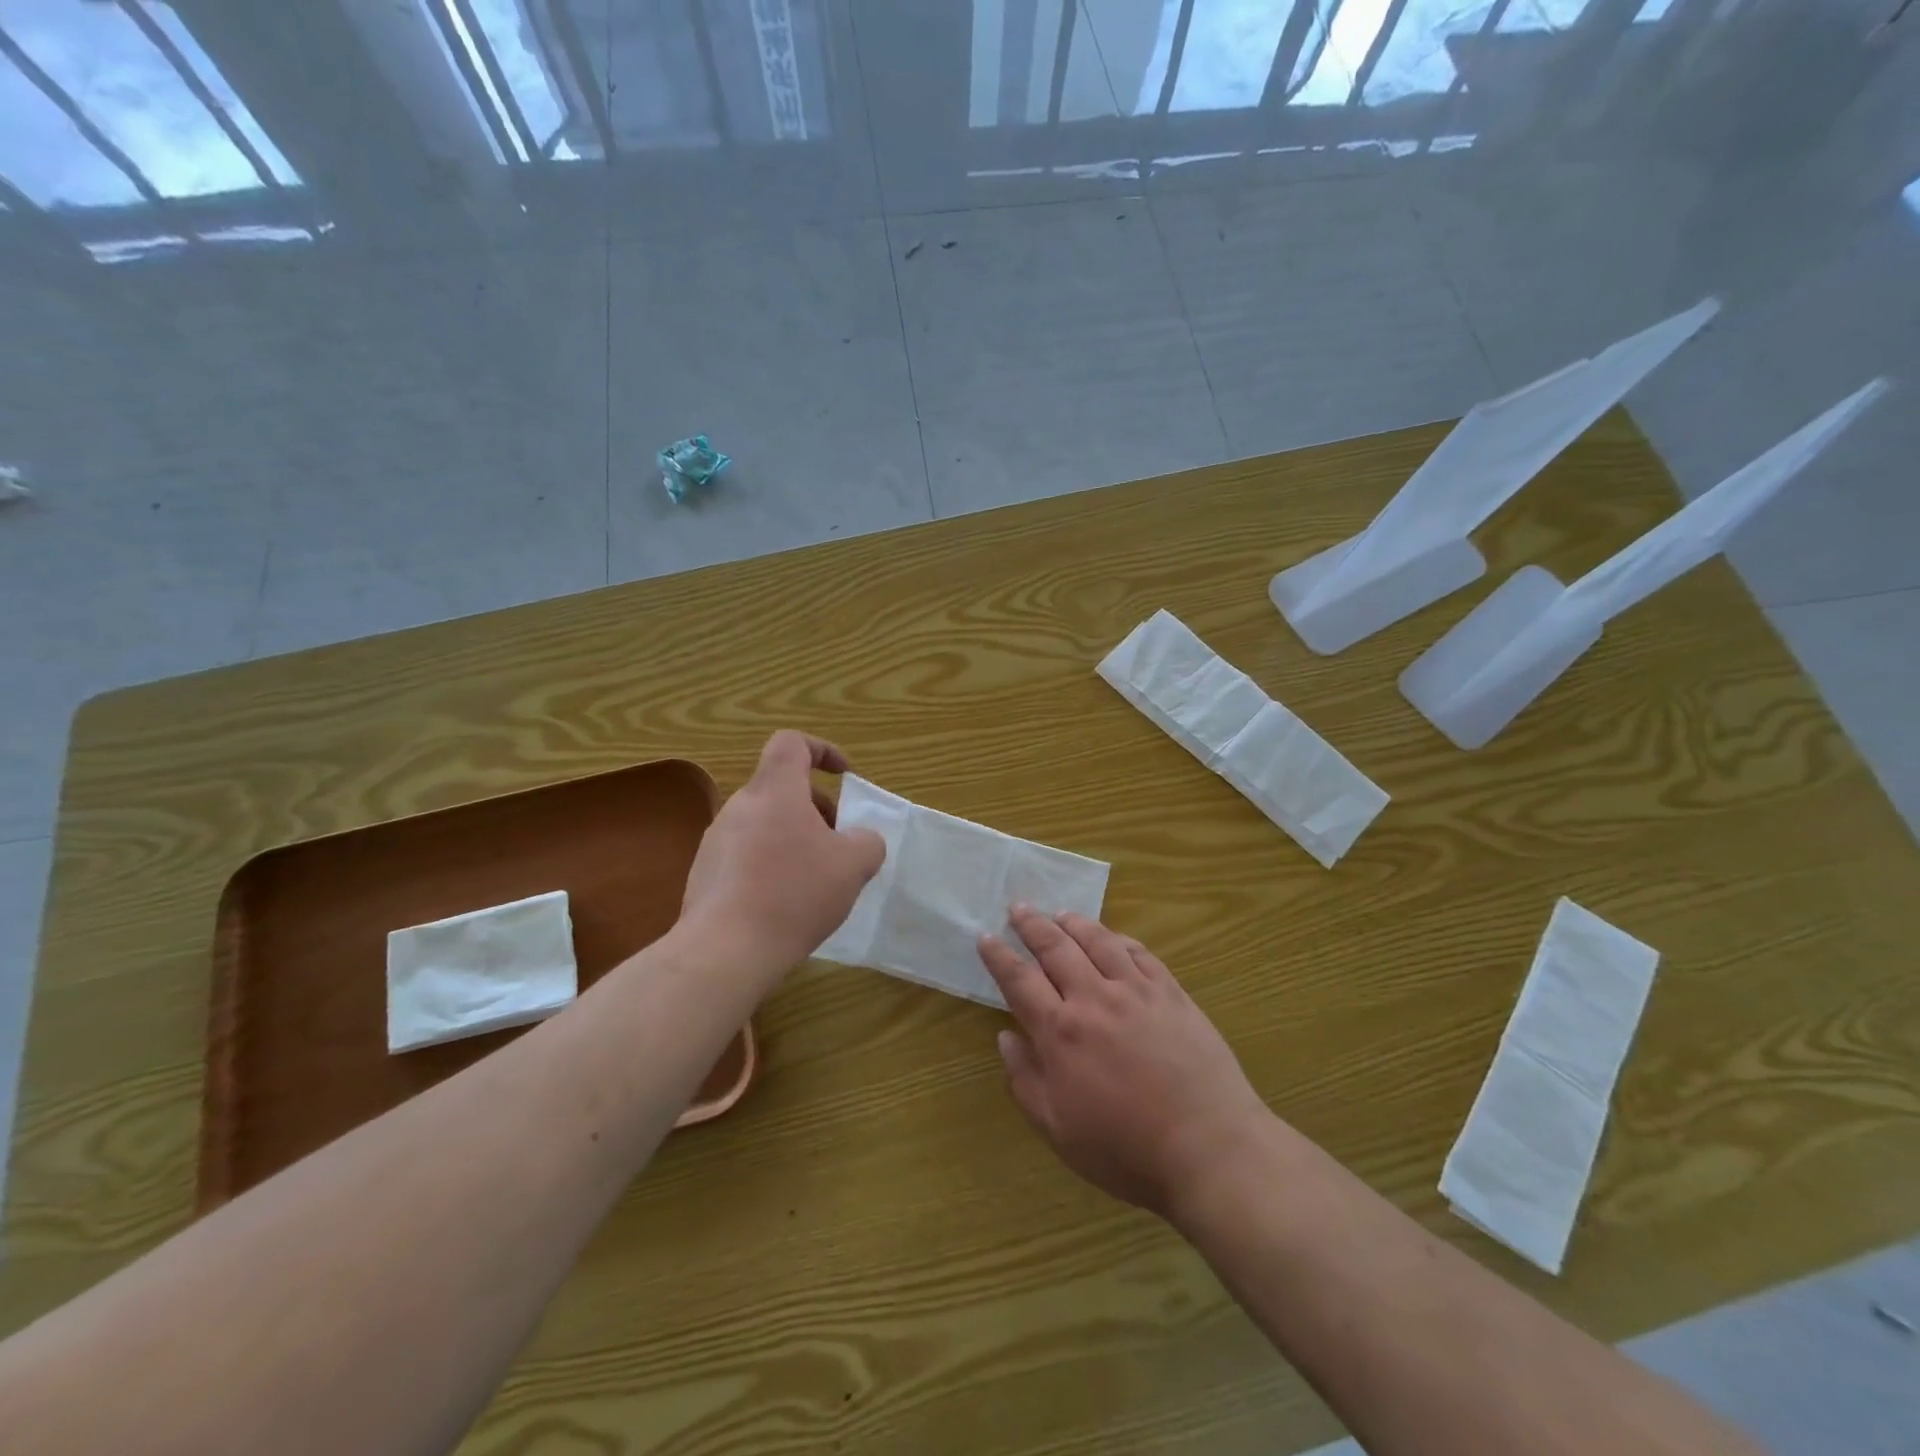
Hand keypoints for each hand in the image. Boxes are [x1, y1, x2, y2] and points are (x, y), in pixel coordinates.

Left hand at [681, 731, 884, 978]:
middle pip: (781, 788)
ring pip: (764, 823)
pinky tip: (785, 903)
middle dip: (817, 808)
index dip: (822, 750)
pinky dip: (771, 864)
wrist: (725, 950)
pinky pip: (746, 855)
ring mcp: (716, 841)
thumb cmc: (794, 893)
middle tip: (839, 843)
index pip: (791, 743)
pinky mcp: (705, 874)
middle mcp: (740, 806)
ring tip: (815, 879)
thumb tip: (860, 840)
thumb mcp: (853, 865)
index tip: (845, 776)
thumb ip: (867, 842)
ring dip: (794, 838)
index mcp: (775, 791)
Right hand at [978, 909, 1270, 1221]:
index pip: (1019, 981)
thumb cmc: (1126, 1149)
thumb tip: (1006, 1037)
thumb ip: (1026, 1080)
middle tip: (1019, 907)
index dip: (998, 956)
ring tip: (1060, 913)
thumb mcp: (1059, 1130)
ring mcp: (1136, 991)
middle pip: (1055, 948)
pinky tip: (1113, 938)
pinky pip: (1140, 953)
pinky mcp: (1171, 993)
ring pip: (1098, 941)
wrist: (1208, 1147)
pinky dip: (1119, 939)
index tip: (985, 937)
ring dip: (1074, 922)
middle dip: (1032, 925)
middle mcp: (1093, 999)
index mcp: (1060, 1032)